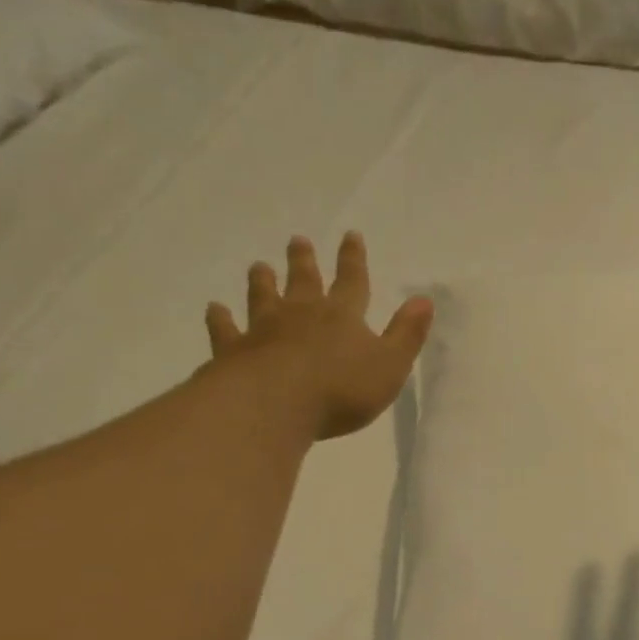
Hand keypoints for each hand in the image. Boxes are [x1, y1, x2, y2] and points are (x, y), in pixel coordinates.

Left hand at [205, 233, 433, 440]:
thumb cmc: (342, 389)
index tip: (350, 235)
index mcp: (342, 316)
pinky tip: (214, 309)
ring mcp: (264, 330)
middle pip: (304, 281)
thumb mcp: (390, 365)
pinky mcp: (234, 351)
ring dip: (262, 281)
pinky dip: (220, 319)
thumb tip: (424, 300)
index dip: (353, 260)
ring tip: (259, 266)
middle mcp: (302, 314)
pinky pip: (226, 330)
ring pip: (263, 298)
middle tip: (298, 240)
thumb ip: (407, 334)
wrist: (276, 404)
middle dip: (305, 261)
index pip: (352, 282)